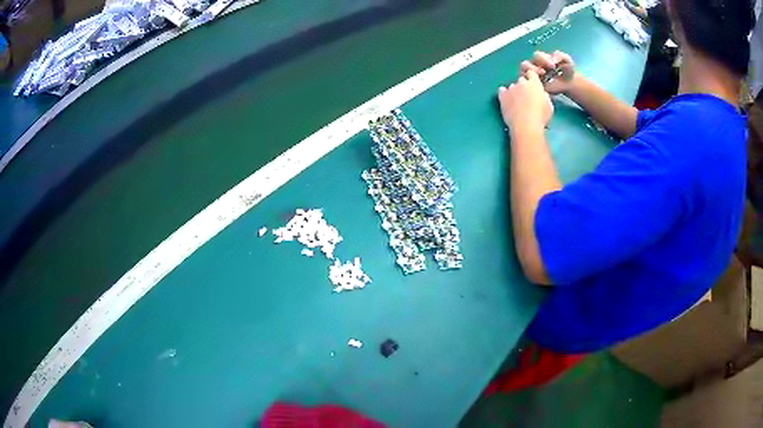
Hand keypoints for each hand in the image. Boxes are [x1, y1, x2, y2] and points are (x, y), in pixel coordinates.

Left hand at [498, 69, 552, 131]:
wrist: (526, 125)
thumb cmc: (541, 117)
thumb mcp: (549, 106)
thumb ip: (544, 96)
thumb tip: (541, 94)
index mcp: (535, 83)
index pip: (531, 73)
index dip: (532, 79)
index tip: (533, 86)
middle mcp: (522, 82)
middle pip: (522, 80)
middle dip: (524, 87)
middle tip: (526, 98)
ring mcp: (511, 88)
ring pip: (512, 86)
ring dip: (515, 92)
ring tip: (517, 104)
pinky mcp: (502, 95)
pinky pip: (502, 90)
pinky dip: (504, 94)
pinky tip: (507, 102)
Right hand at [520, 51, 575, 94]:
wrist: (570, 83)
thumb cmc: (567, 70)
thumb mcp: (567, 60)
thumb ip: (560, 56)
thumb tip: (552, 59)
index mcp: (541, 59)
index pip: (536, 56)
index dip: (542, 59)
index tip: (553, 65)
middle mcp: (534, 66)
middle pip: (525, 64)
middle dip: (533, 68)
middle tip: (544, 72)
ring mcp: (532, 76)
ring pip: (523, 73)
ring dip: (530, 75)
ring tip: (540, 79)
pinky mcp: (533, 86)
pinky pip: (526, 84)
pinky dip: (529, 83)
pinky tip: (539, 85)